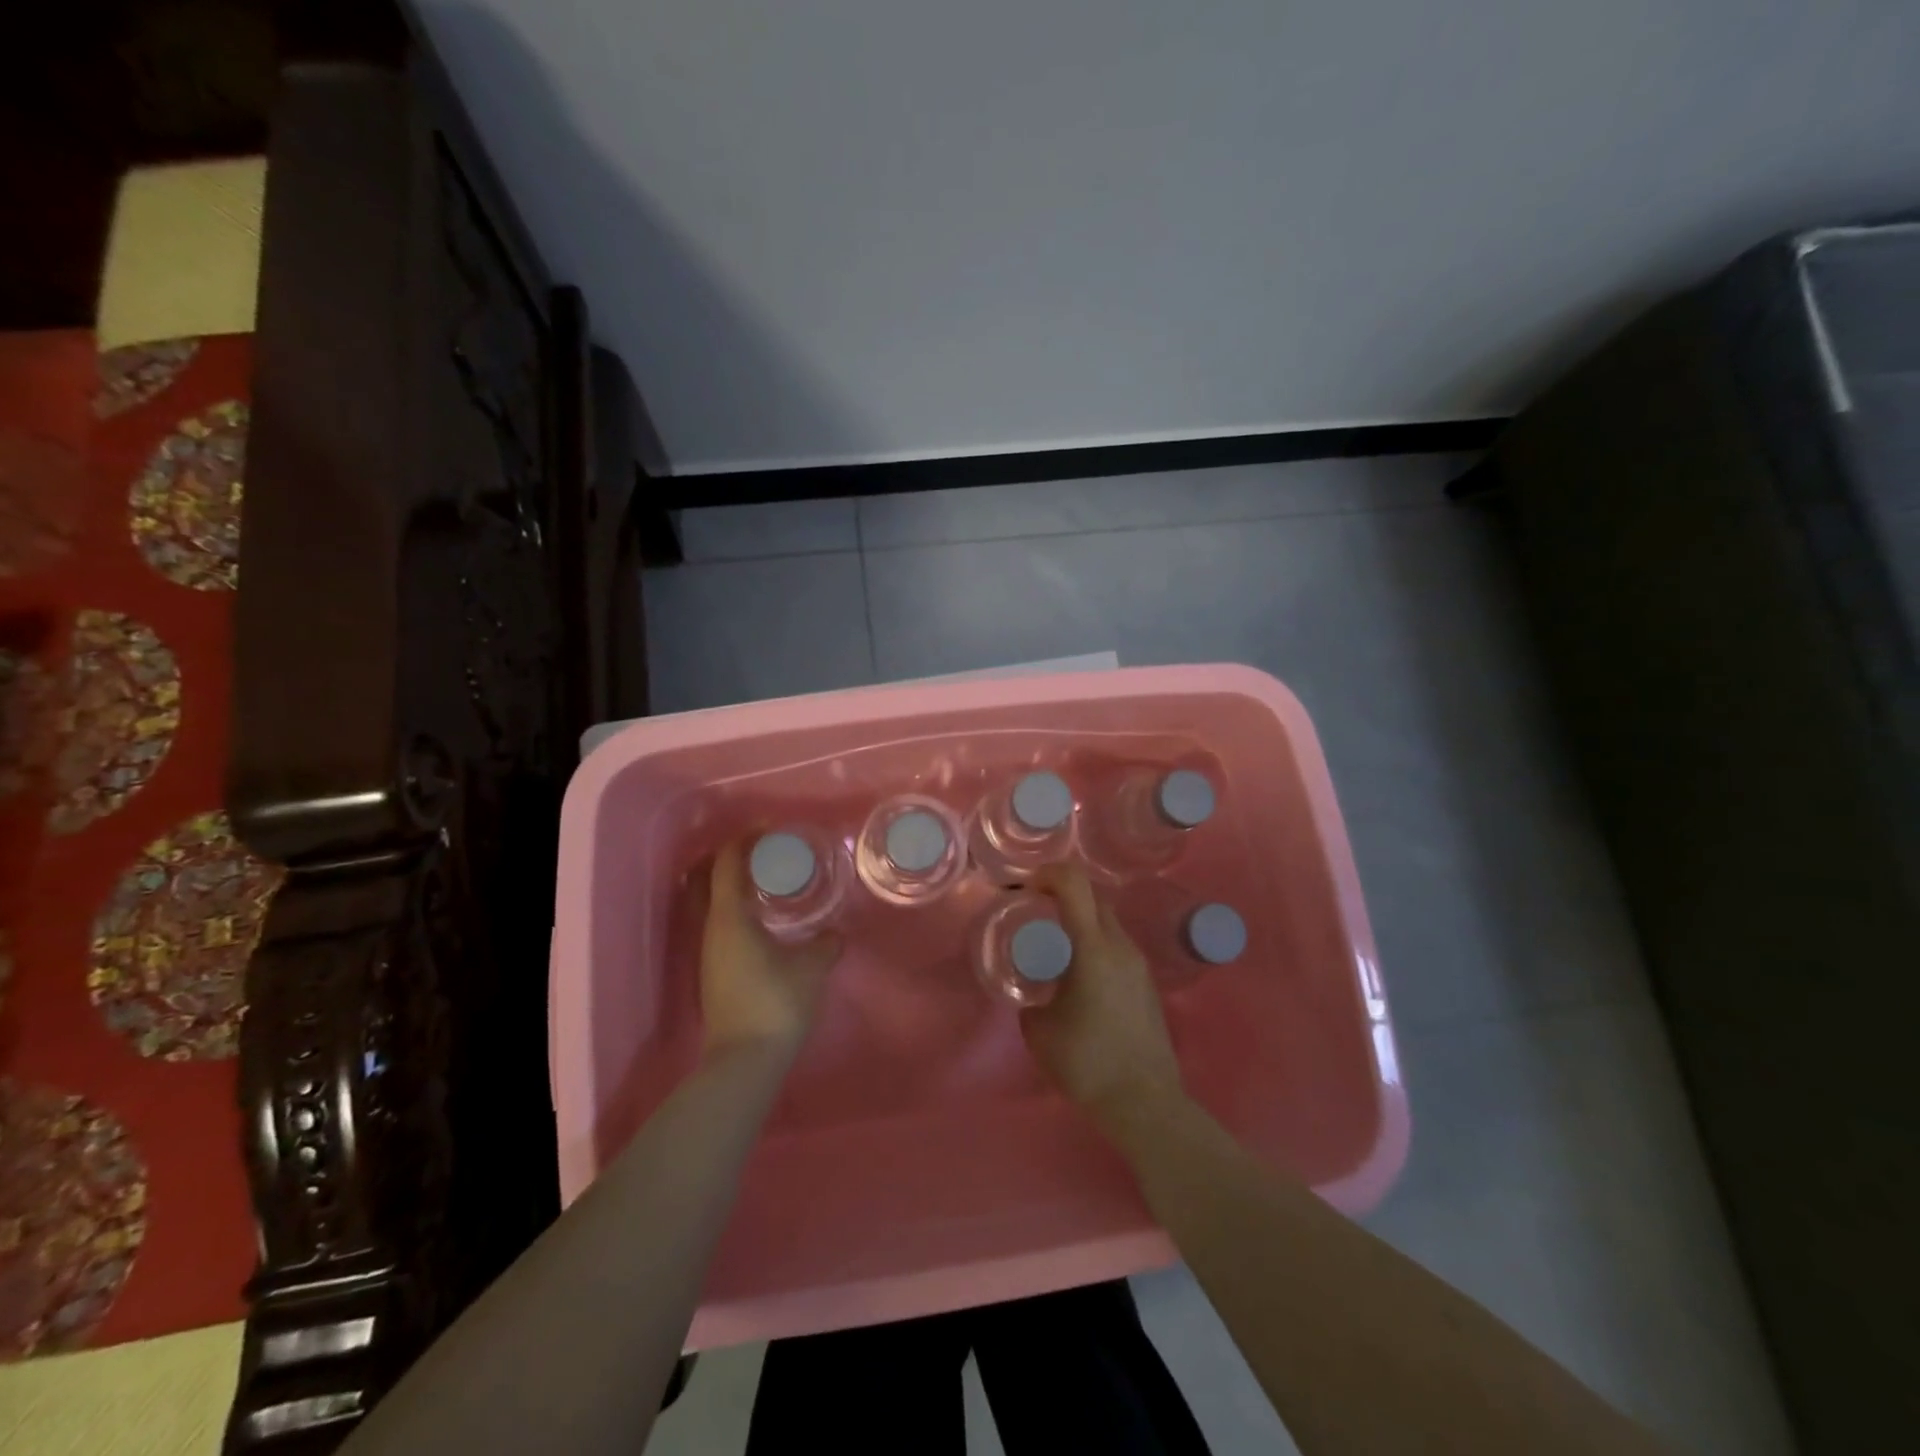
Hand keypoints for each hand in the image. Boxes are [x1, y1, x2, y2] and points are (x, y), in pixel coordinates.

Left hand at [698, 841, 841, 1064]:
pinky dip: (732, 909)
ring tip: (763, 881)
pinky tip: (759, 919)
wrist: (745, 1061)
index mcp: (730, 918)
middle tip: (761, 852)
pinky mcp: (712, 971)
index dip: (743, 841)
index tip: (767, 829)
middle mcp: (710, 929)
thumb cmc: (777, 1004)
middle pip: (706, 880)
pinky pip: (717, 923)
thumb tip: (834, 933)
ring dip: (729, 886)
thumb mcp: (812, 968)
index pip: (727, 864)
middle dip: (728, 860)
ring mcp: (707, 952)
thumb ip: (825, 944)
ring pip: (709, 903)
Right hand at [1020, 864, 1183, 1129]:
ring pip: (1107, 922)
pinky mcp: (1147, 983)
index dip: (1047, 873)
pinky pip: (1117, 947)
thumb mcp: (1039, 1030)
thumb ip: (1031, 1001)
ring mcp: (1139, 964)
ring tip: (1055, 950)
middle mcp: (1120, 946)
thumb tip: (1036, 998)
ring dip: (1081, 922)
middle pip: (1093, 897)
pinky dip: (1095, 946)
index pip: (1074, 883)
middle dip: (1062, 895)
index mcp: (1093, 948)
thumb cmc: (1087, 1062)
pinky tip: (1080, 979)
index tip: (1025, 889)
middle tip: (1036, 914)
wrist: (1144, 1101)